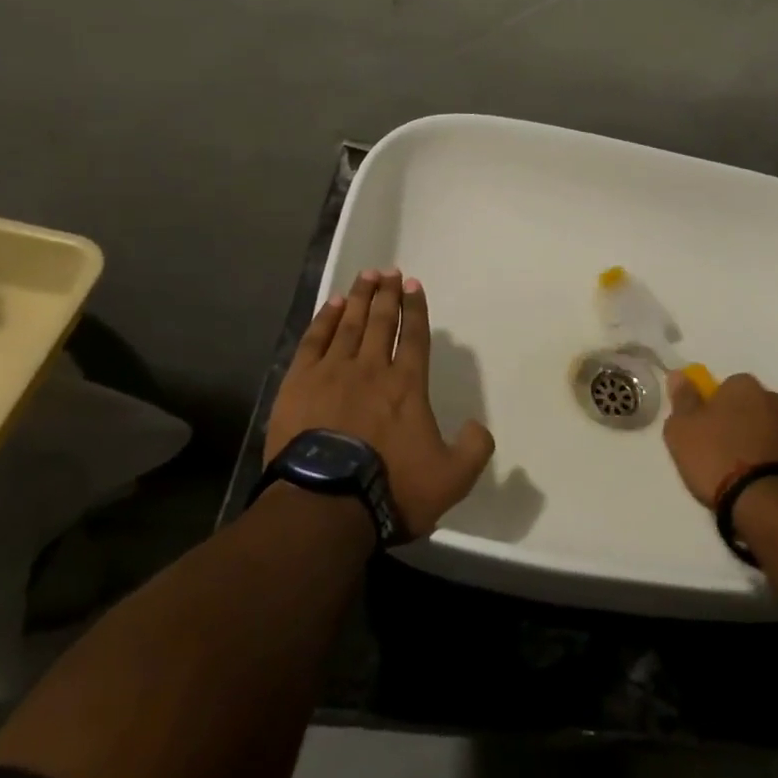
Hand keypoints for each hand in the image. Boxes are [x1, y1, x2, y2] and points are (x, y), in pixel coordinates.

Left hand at [267, 269, 493, 537]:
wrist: (325, 505)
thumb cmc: (391, 490)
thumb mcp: (451, 479)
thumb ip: (474, 449)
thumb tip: (478, 426)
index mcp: (407, 385)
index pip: (415, 336)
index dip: (416, 309)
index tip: (413, 285)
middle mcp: (372, 369)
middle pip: (382, 321)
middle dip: (387, 294)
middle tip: (389, 272)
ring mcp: (333, 373)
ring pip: (350, 324)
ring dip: (360, 298)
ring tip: (366, 276)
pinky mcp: (299, 384)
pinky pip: (314, 340)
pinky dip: (325, 319)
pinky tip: (332, 305)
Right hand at [661, 371, 777, 507]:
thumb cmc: (722, 463)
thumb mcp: (683, 433)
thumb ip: (683, 402)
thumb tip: (680, 375)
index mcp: (744, 387)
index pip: (727, 388)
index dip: (716, 410)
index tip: (708, 436)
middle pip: (757, 408)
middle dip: (747, 427)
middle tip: (730, 460)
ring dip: (770, 447)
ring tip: (755, 482)